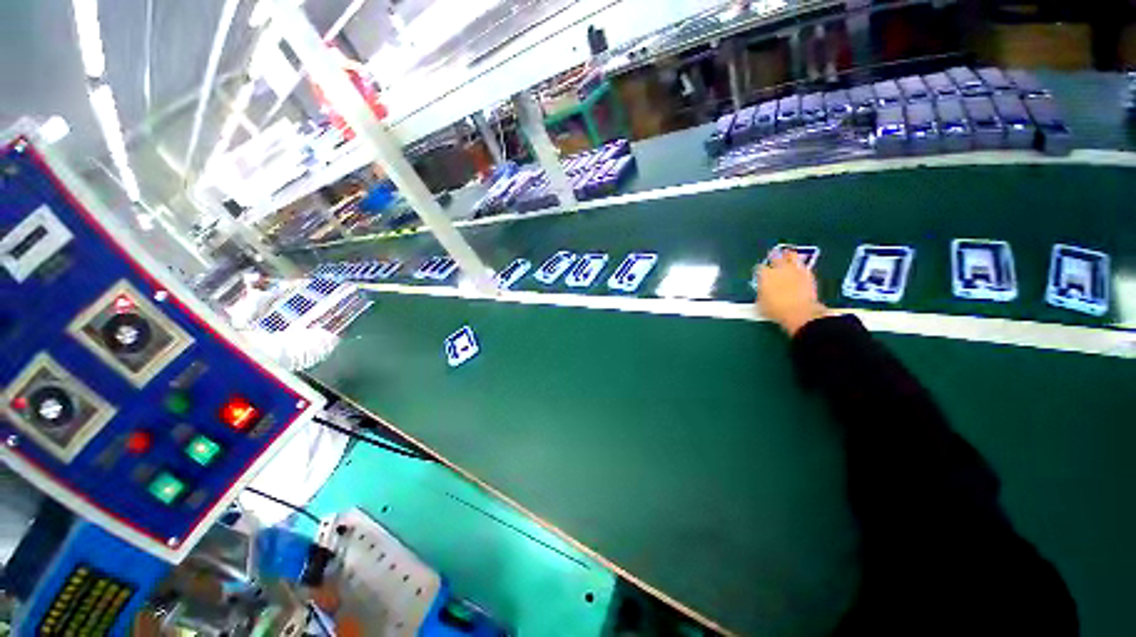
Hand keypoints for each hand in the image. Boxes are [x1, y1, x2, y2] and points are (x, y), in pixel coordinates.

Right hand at [756, 250, 828, 335]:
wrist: (799, 312)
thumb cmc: (775, 310)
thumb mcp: (760, 303)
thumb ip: (760, 293)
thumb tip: (762, 291)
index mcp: (765, 275)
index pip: (759, 268)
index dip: (759, 270)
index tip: (759, 273)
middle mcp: (779, 269)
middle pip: (775, 257)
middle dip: (773, 257)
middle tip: (773, 257)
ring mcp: (794, 270)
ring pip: (791, 256)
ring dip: (788, 255)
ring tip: (788, 255)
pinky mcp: (808, 274)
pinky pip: (803, 265)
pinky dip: (800, 265)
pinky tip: (799, 267)